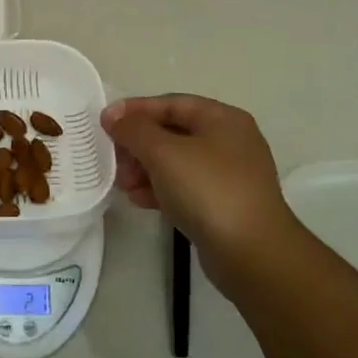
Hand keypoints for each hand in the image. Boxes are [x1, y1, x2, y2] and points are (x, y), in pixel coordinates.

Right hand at [102, 95, 302, 290]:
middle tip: (113, 158)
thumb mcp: (164, 152)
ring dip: (144, 169)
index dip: (136, 109)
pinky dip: (159, 189)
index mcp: (223, 119)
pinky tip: (138, 200)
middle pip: (172, 133)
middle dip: (138, 144)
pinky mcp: (222, 205)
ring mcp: (228, 176)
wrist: (252, 254)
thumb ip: (134, 130)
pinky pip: (184, 187)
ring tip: (122, 183)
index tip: (105, 121)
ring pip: (176, 162)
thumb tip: (113, 116)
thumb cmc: (208, 190)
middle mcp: (229, 142)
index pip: (171, 103)